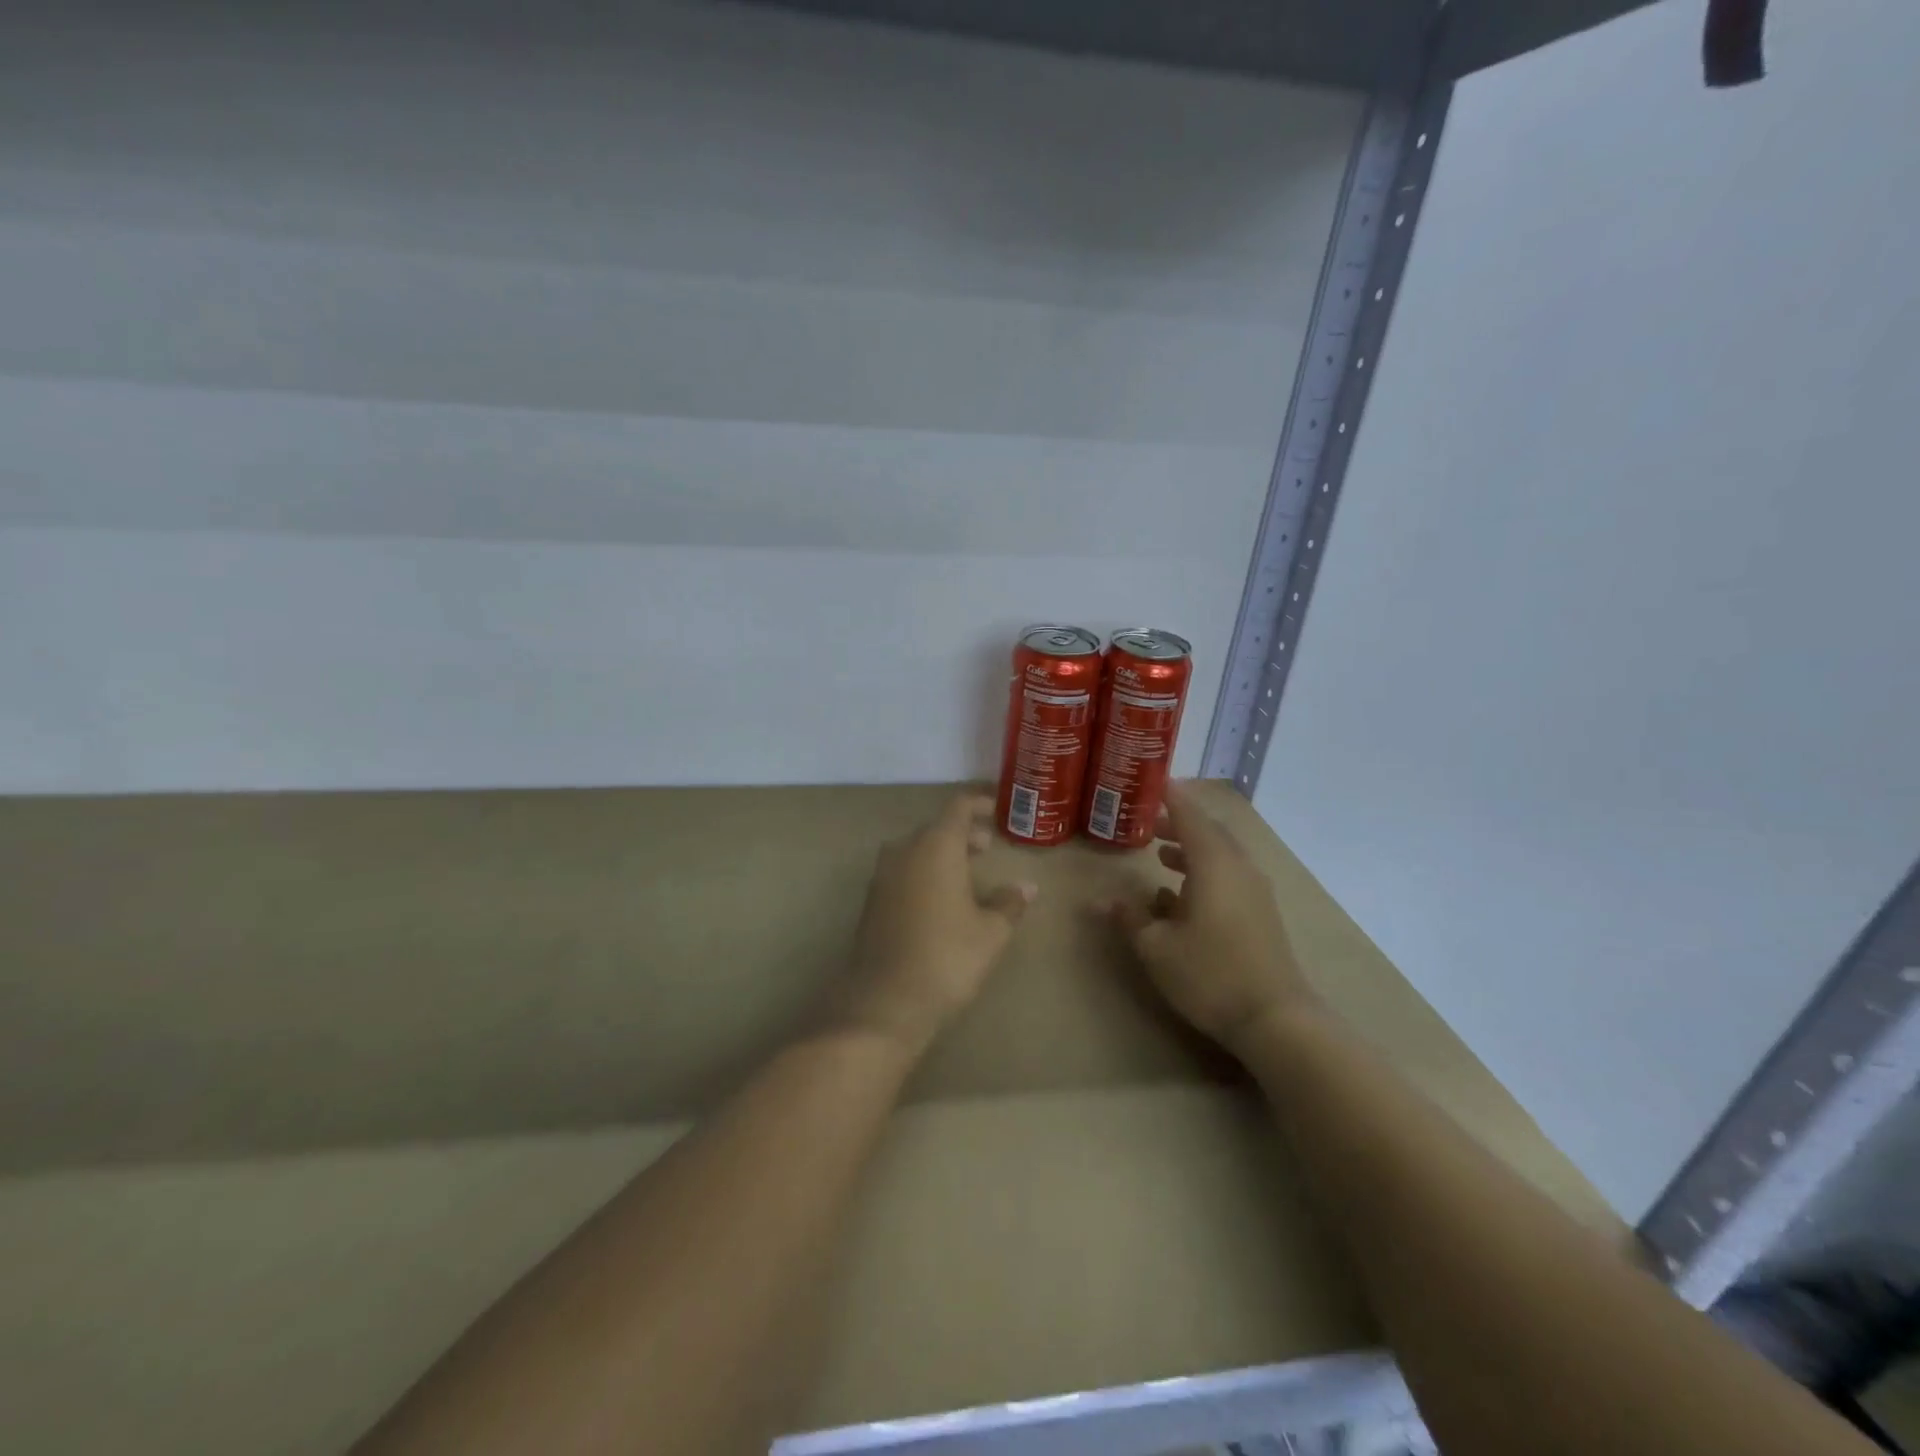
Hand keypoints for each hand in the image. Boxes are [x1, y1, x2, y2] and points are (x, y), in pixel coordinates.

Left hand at [838, 794, 1036, 1057]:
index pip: (958, 808)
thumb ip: (1009, 902)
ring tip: (967, 872)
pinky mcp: (872, 901)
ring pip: (916, 849)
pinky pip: (902, 871)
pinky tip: (939, 898)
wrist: (885, 1002)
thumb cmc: (947, 958)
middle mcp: (904, 851)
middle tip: (988, 847)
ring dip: (941, 853)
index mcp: (936, 846)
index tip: (996, 809)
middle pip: (935, 828)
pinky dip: (923, 872)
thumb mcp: (990, 932)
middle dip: (962, 833)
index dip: (978, 804)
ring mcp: (882, 875)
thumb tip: (1027, 886)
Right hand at [1102, 784, 1314, 1054]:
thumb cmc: (1210, 974)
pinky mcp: (1260, 914)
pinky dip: (1203, 873)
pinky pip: (1228, 877)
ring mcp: (1254, 892)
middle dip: (1177, 822)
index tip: (1152, 781)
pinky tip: (1179, 898)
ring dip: (1190, 849)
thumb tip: (1103, 901)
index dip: (1170, 796)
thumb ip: (1130, 918)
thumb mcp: (1157, 947)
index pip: (1190, 815)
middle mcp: (1238, 869)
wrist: (1275, 1019)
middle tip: (1146, 820)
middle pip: (1208, 832)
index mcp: (1214, 864)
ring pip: (1219, 856)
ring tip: (1160, 853)